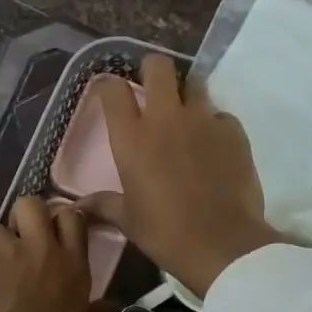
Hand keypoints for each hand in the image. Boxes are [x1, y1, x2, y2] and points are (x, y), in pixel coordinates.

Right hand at [81, 55, 282, 297]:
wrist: (222, 245)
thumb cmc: (166, 232)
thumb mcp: (129, 220)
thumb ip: (104, 204)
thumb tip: (78, 206)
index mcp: (132, 138)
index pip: (114, 90)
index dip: (109, 85)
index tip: (110, 92)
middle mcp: (166, 118)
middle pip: (158, 66)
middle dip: (153, 70)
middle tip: (153, 88)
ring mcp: (203, 120)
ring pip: (194, 84)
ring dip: (186, 95)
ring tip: (186, 117)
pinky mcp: (234, 131)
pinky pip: (220, 115)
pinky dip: (214, 124)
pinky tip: (214, 146)